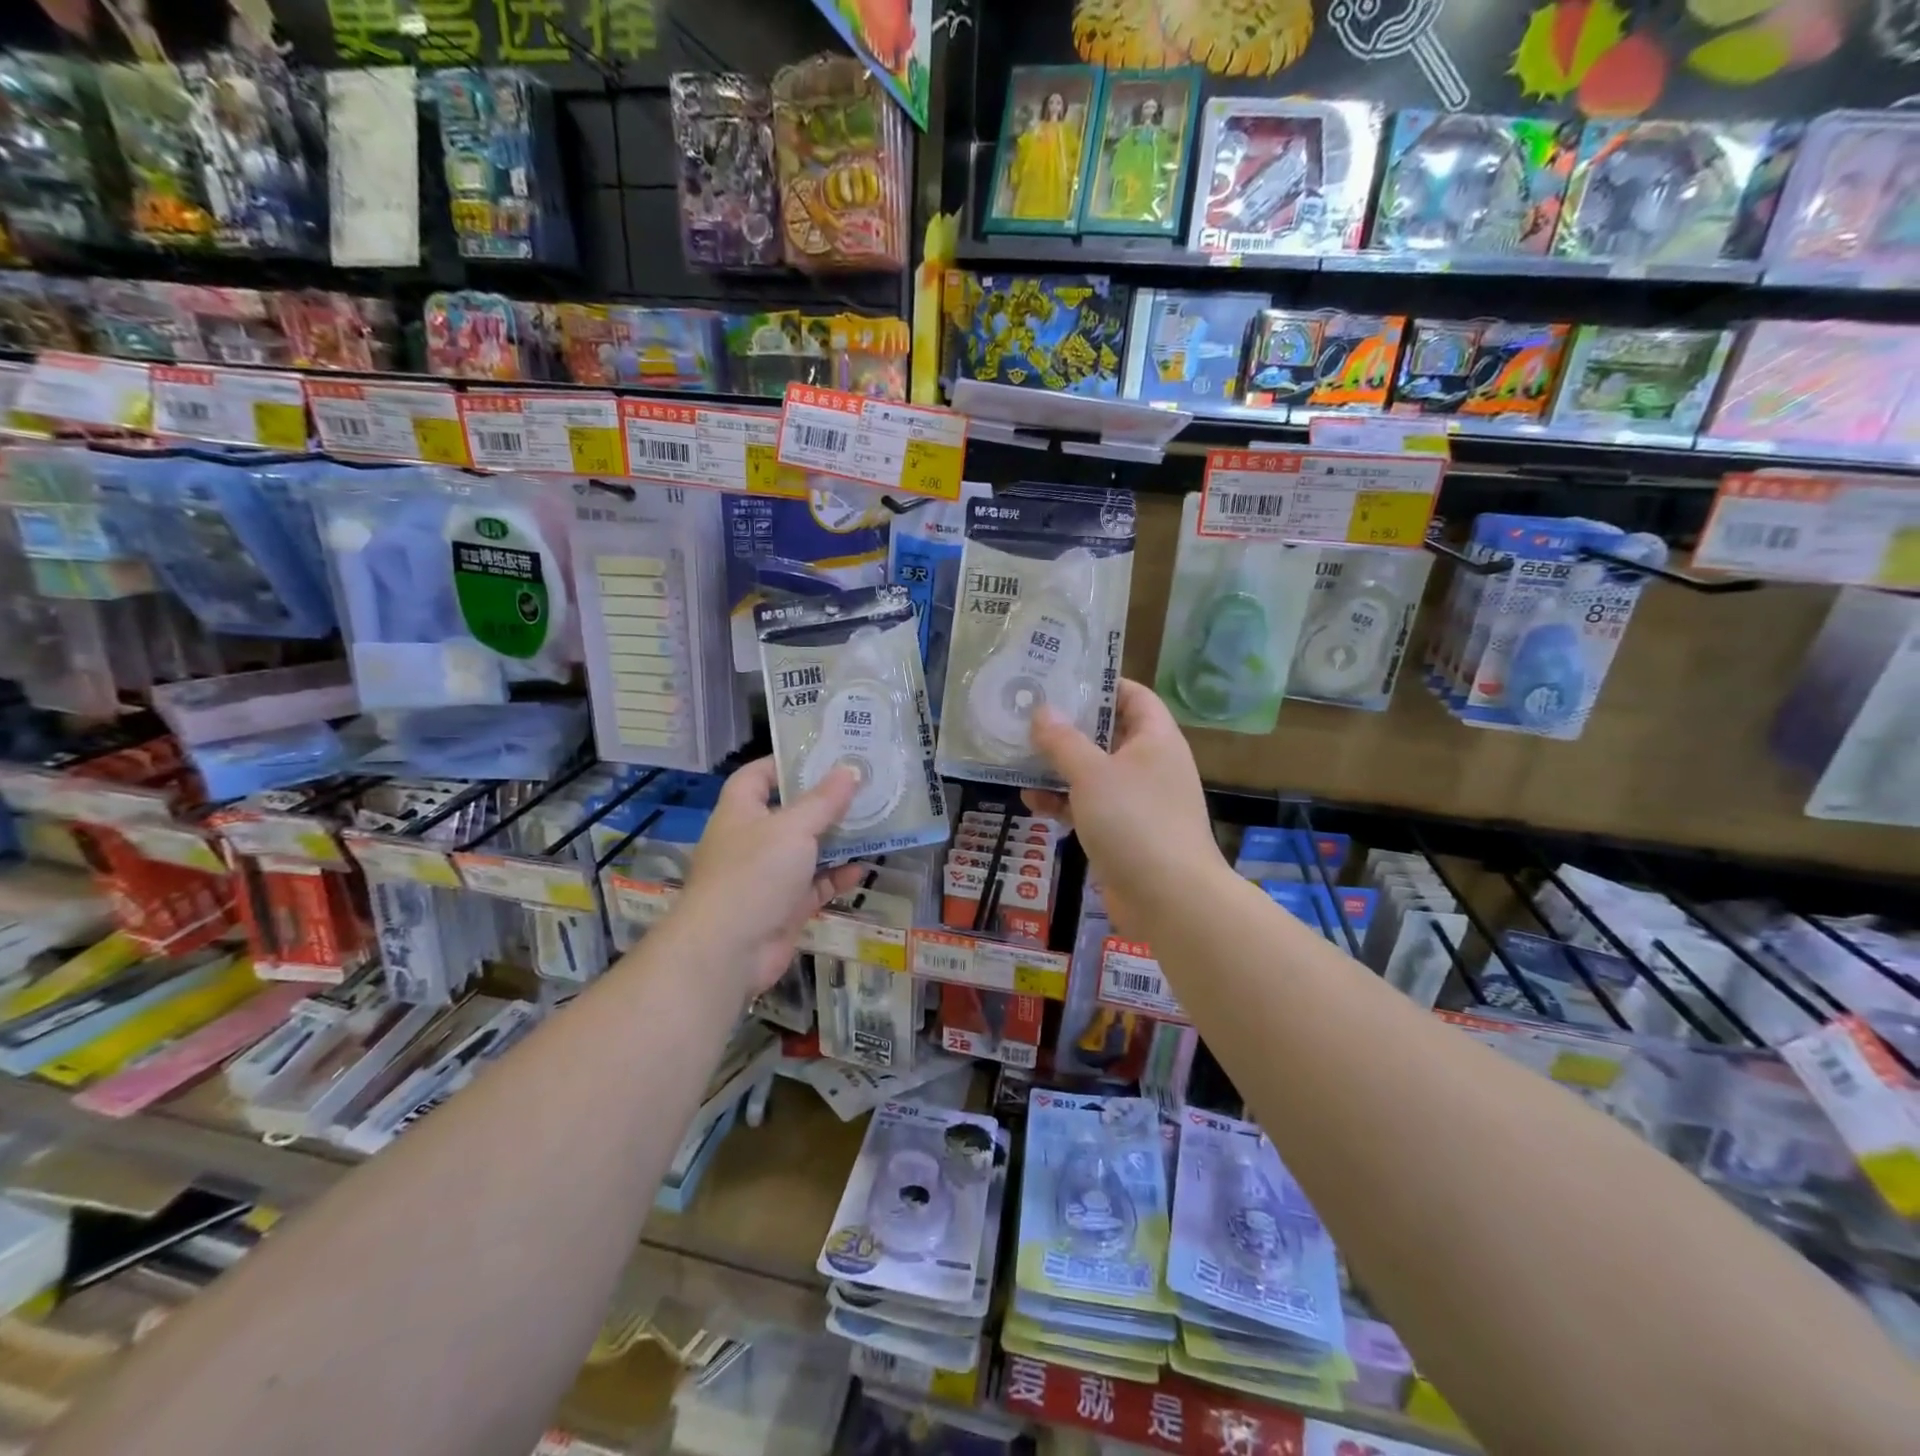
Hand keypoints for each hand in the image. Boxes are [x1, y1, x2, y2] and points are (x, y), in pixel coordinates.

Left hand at [676, 758, 866, 997]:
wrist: (728, 951)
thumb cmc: (754, 874)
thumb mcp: (793, 828)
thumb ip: (824, 801)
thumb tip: (850, 769)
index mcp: (741, 811)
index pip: (758, 775)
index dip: (786, 762)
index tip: (824, 755)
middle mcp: (752, 840)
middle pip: (790, 812)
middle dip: (824, 802)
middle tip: (862, 786)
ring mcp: (768, 875)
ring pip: (807, 850)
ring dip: (836, 840)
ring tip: (873, 822)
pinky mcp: (784, 906)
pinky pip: (815, 885)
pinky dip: (838, 876)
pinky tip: (865, 867)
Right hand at [1022, 679, 1226, 936]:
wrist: (1169, 898)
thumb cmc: (1134, 821)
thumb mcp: (1091, 774)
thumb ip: (1063, 741)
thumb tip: (1042, 711)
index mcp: (1155, 739)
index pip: (1133, 696)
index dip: (1101, 684)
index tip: (1061, 680)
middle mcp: (1150, 764)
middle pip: (1107, 734)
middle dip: (1068, 728)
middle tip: (1027, 716)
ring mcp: (1138, 801)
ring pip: (1094, 772)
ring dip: (1059, 768)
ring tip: (1019, 758)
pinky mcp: (1124, 832)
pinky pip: (1090, 806)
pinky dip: (1064, 803)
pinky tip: (1032, 802)